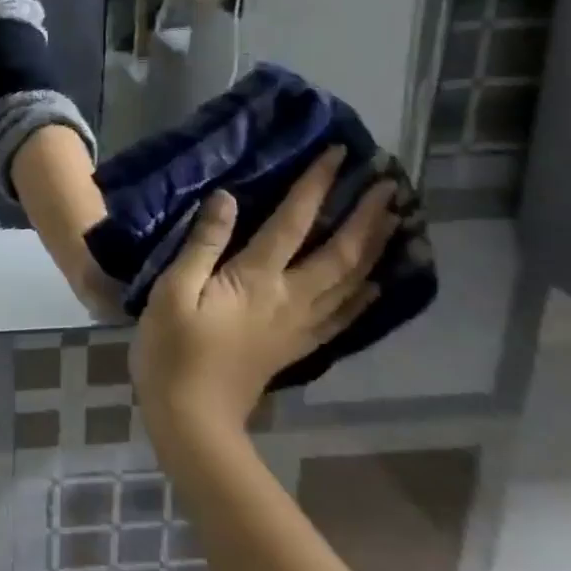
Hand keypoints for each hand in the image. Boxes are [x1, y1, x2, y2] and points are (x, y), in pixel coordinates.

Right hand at [130, 147, 398, 434]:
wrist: (192, 416)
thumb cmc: (172, 347)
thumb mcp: (173, 290)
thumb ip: (202, 243)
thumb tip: (228, 198)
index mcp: (258, 279)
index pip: (295, 222)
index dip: (316, 186)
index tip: (338, 154)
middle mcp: (291, 298)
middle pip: (341, 252)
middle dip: (367, 216)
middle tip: (391, 185)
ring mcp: (300, 325)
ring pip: (352, 282)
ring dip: (376, 249)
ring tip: (398, 223)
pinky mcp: (298, 345)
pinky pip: (344, 314)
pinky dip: (366, 294)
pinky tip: (377, 284)